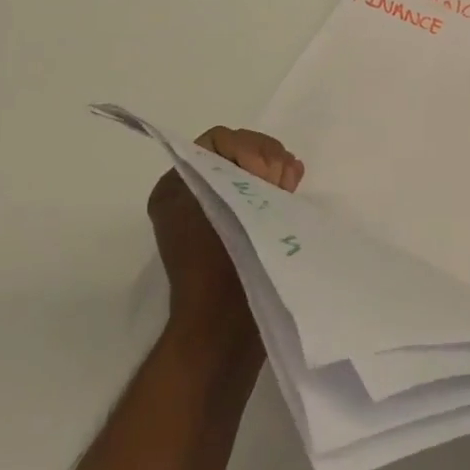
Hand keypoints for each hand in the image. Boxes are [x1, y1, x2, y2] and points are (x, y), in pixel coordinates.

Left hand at [148, 127, 302, 342]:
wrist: (223, 328)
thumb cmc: (218, 263)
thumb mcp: (222, 201)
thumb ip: (245, 169)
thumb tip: (273, 168)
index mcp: (176, 186)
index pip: (217, 141)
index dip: (247, 148)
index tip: (263, 173)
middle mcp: (192, 195)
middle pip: (236, 152)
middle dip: (265, 157)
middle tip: (283, 178)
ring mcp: (216, 213)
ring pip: (251, 171)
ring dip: (275, 170)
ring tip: (291, 183)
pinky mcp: (239, 229)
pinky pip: (259, 194)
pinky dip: (277, 187)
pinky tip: (293, 188)